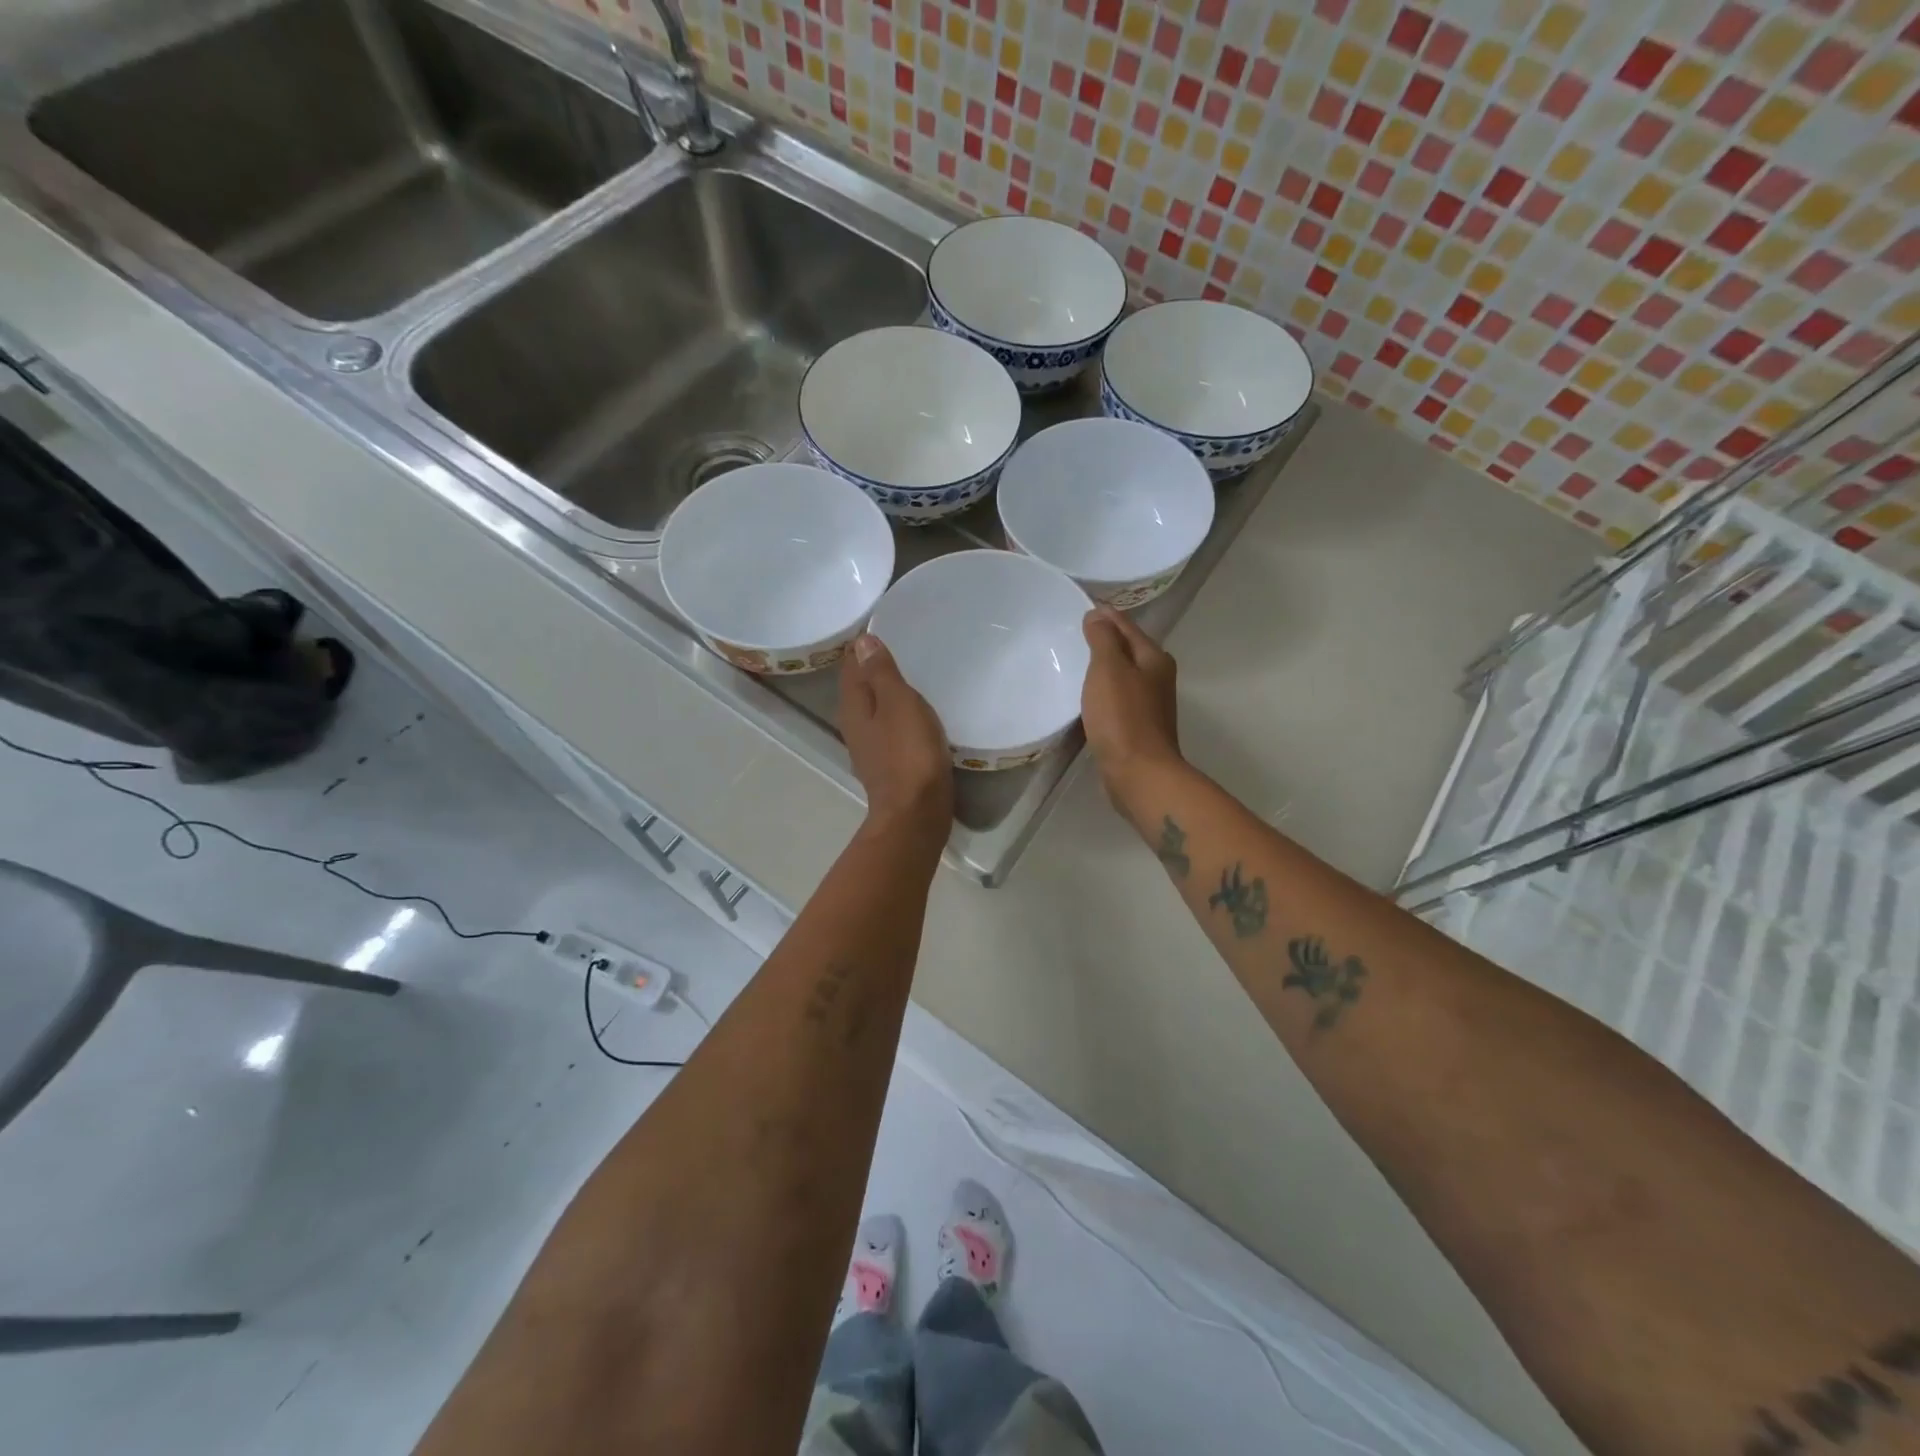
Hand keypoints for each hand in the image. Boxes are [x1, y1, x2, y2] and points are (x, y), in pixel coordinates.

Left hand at [839, 634, 953, 838]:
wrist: (916, 812)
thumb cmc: (908, 753)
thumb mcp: (898, 703)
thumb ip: (881, 672)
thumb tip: (862, 641)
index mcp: (853, 706)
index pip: (851, 666)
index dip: (863, 646)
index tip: (884, 626)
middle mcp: (854, 725)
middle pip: (861, 687)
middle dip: (876, 668)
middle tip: (903, 645)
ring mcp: (870, 747)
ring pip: (876, 709)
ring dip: (889, 693)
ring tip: (913, 674)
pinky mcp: (889, 764)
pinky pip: (891, 729)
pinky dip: (900, 716)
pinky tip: (917, 713)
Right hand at [1081, 606, 1182, 800]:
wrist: (1138, 774)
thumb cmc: (1122, 717)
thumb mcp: (1109, 669)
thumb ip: (1103, 639)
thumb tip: (1097, 615)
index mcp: (1154, 658)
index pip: (1126, 626)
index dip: (1105, 615)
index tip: (1081, 607)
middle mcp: (1157, 678)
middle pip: (1127, 650)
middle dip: (1104, 640)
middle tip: (1073, 634)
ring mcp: (1149, 705)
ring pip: (1122, 676)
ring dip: (1102, 668)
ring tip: (1074, 663)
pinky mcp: (1136, 728)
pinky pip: (1116, 699)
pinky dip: (1102, 692)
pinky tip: (1085, 697)